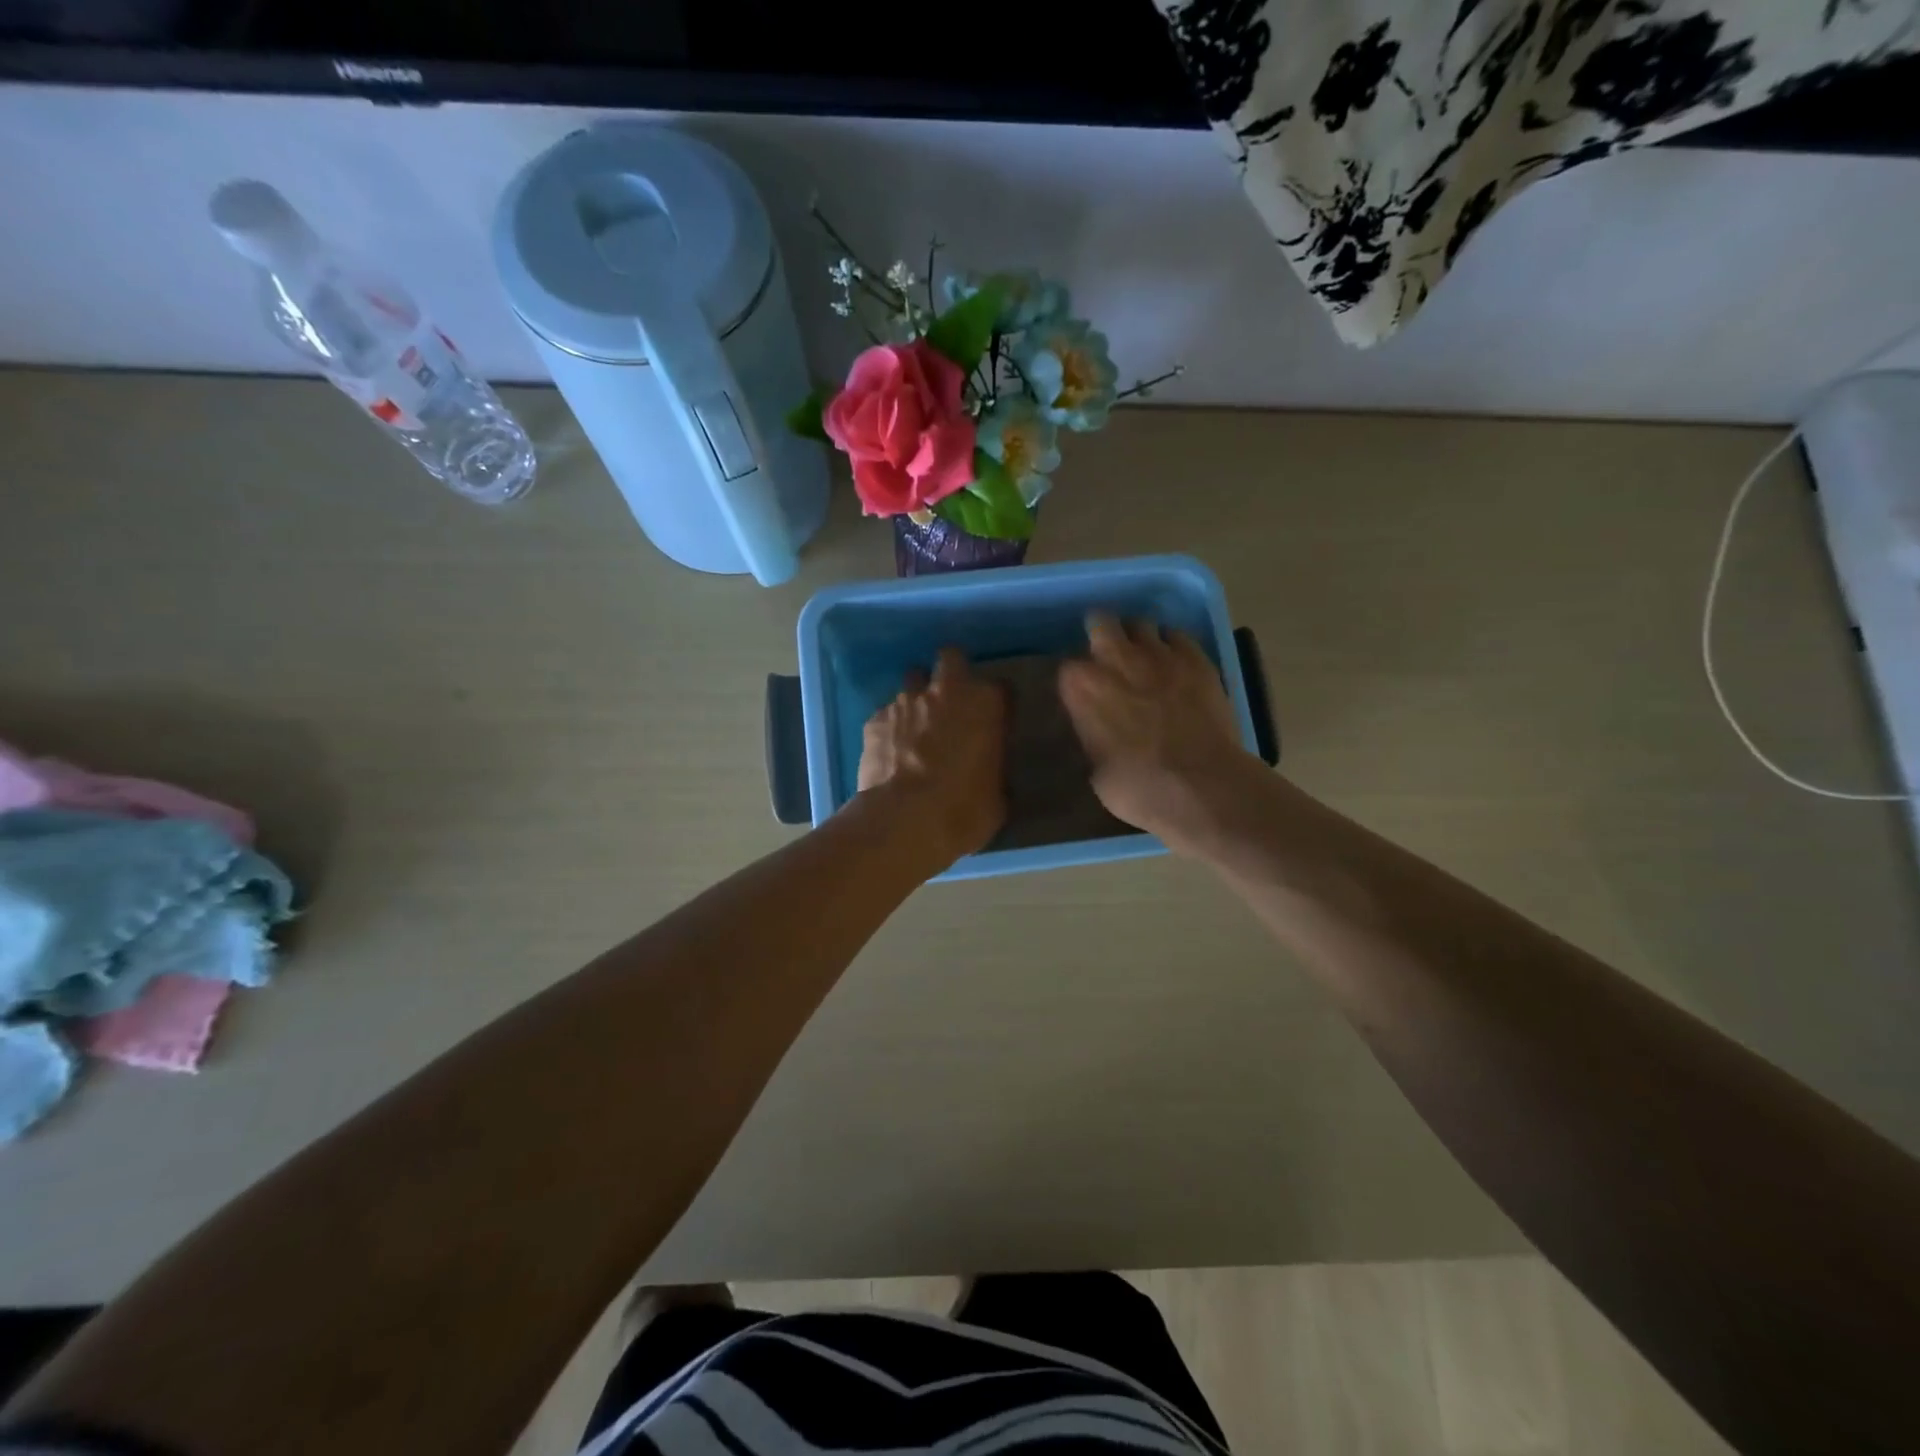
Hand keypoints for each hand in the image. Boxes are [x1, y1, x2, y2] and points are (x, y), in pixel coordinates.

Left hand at [858, 647, 1007, 865]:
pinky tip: (890, 752)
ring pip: (912, 682)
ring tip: (916, 729)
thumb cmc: (964, 810)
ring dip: (917, 700)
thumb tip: (987, 771)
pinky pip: (886, 714)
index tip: (993, 721)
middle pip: (950, 658)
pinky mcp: (874, 719)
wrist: (905, 820)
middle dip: (951, 673)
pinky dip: (890, 727)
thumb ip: (993, 769)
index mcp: (986, 704)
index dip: (996, 704)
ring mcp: (905, 701)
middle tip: (951, 701)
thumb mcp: (996, 795)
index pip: (1001, 688)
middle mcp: (946, 690)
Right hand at [1058, 612, 1258, 851]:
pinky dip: (1173, 646)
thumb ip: (1094, 737)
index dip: (1076, 680)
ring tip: (1144, 657)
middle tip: (1107, 653)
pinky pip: (1178, 636)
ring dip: (1138, 637)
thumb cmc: (1139, 789)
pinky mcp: (1197, 659)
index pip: (1067, 668)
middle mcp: (1116, 660)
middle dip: (1101, 633)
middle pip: (1101, 623)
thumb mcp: (1097, 770)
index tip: (1082, 692)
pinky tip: (1176, 665)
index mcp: (1082, 688)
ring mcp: (1159, 655)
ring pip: (1141, 624)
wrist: (1202, 787)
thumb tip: (1099, 731)